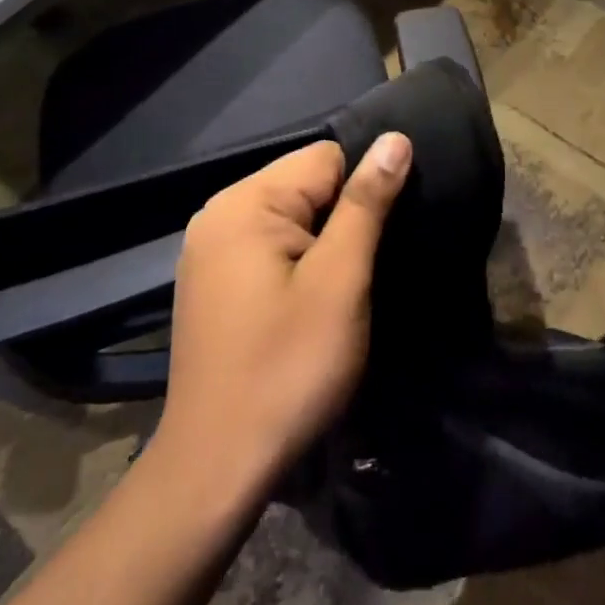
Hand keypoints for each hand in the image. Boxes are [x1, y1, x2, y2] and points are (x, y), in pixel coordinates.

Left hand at [148, 133, 411, 499]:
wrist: (218, 466)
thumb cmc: (287, 367)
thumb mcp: (339, 281)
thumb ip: (366, 204)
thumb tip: (395, 138)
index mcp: (244, 203)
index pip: (326, 157)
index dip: (364, 191)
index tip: (382, 239)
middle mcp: (219, 214)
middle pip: (306, 184)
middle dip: (343, 218)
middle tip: (363, 273)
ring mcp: (210, 250)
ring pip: (291, 217)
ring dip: (324, 244)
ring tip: (343, 289)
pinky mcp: (214, 282)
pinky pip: (270, 246)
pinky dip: (299, 263)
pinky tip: (309, 303)